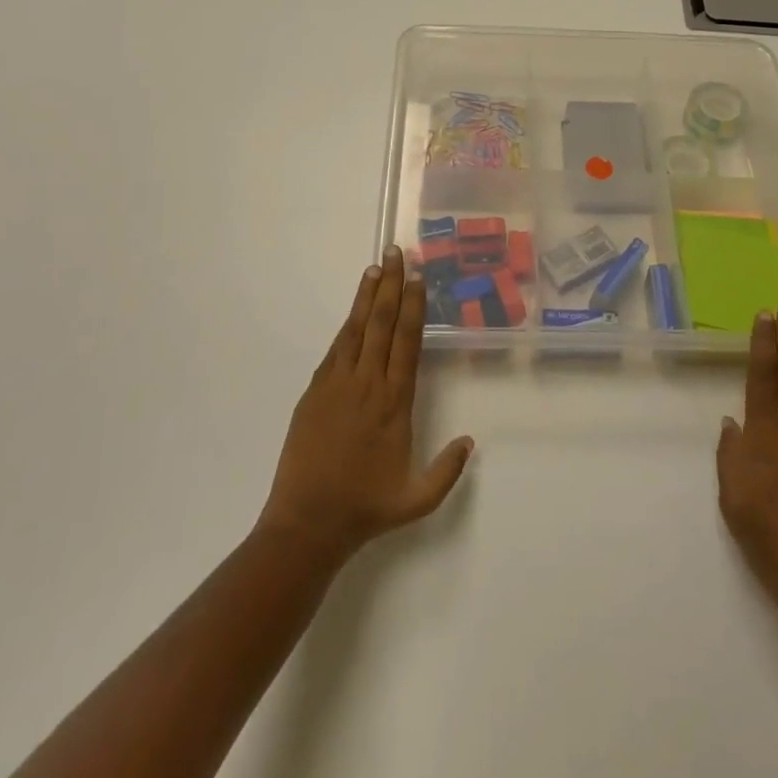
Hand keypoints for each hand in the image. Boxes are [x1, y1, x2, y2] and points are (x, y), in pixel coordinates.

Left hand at [258, 247, 473, 568]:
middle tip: (396, 254)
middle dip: (390, 286)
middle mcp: (367, 385)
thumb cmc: (365, 508)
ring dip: (367, 296)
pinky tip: (353, 311)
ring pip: (356, 330)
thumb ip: (447, 470)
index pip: (406, 342)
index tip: (417, 279)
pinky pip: (335, 350)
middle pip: (381, 324)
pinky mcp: (315, 392)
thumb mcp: (417, 500)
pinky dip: (346, 325)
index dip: (413, 307)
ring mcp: (337, 385)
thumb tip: (470, 440)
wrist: (307, 523)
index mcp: (394, 403)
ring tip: (375, 267)